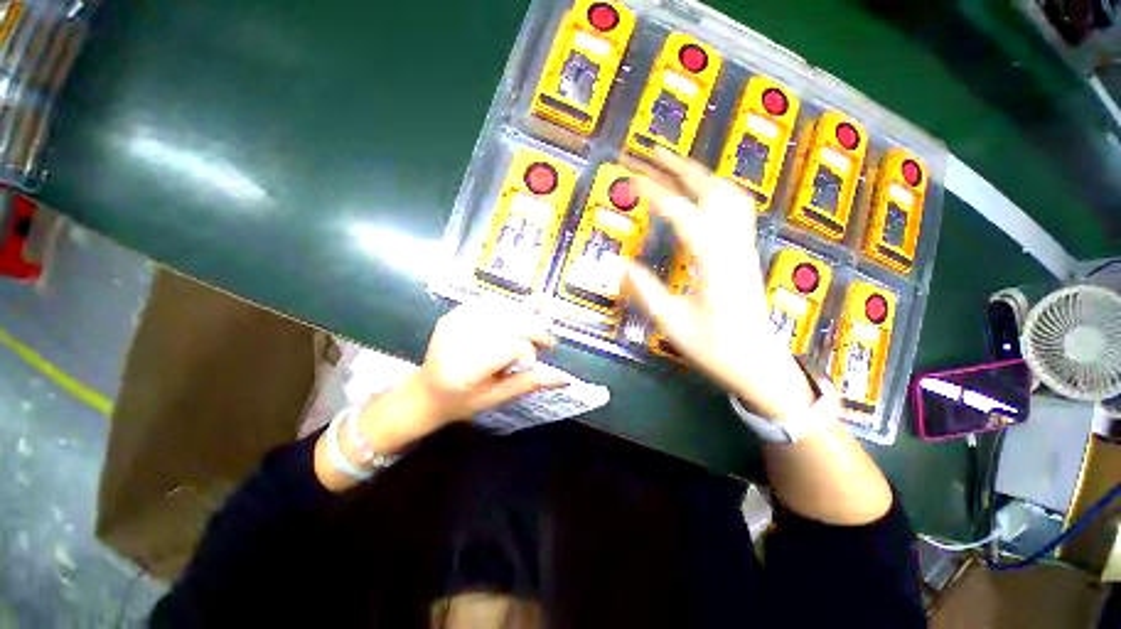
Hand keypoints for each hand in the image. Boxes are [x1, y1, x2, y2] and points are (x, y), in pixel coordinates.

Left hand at [355, 304, 565, 453]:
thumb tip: (567, 379)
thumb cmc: (463, 402)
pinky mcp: (453, 314)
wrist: (426, 392)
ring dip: (524, 317)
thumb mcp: (498, 397)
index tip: (536, 360)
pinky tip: (514, 319)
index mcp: (466, 370)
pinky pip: (489, 302)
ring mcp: (453, 323)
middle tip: (546, 341)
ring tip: (531, 330)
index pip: (510, 347)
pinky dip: (508, 308)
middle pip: (509, 322)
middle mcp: (458, 341)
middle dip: (534, 329)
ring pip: (502, 308)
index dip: (530, 350)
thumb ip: (531, 383)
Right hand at [623, 148, 815, 418]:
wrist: (759, 365)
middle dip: (680, 167)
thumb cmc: (716, 350)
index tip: (632, 177)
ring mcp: (744, 248)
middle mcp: (732, 248)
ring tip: (673, 165)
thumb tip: (621, 265)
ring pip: (730, 196)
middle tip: (652, 153)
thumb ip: (647, 292)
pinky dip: (716, 191)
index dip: (655, 192)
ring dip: (700, 174)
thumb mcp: (674, 325)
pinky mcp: (746, 254)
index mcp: (713, 265)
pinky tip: (702, 193)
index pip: (682, 214)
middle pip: (712, 191)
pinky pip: (736, 210)